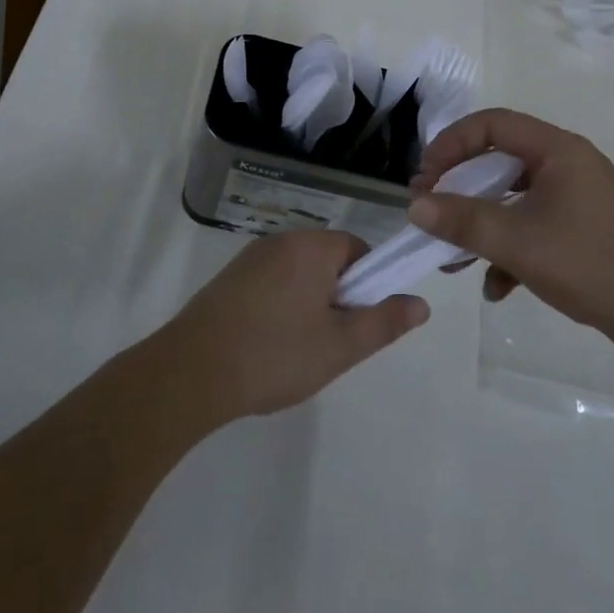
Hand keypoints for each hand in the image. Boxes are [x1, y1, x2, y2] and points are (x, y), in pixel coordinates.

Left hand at [152, 232, 427, 423]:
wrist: (192, 372)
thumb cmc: (275, 355)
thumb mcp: (340, 346)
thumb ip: (384, 322)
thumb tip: (421, 303)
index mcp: (312, 247)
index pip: (358, 249)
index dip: (368, 285)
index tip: (359, 322)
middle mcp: (282, 240)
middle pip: (329, 260)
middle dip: (338, 297)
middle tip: (331, 342)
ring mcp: (251, 257)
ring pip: (299, 274)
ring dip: (309, 303)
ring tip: (299, 350)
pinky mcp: (230, 277)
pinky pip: (272, 282)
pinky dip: (280, 306)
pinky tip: (269, 345)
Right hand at [409, 109, 613, 348]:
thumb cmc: (589, 262)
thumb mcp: (517, 241)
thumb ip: (462, 220)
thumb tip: (414, 206)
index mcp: (557, 150)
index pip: (491, 124)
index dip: (451, 143)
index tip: (425, 177)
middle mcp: (566, 164)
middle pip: (499, 160)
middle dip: (460, 189)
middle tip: (431, 211)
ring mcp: (576, 197)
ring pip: (512, 198)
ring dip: (481, 224)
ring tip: (454, 258)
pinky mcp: (580, 229)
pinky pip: (531, 224)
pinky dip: (508, 248)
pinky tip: (497, 287)